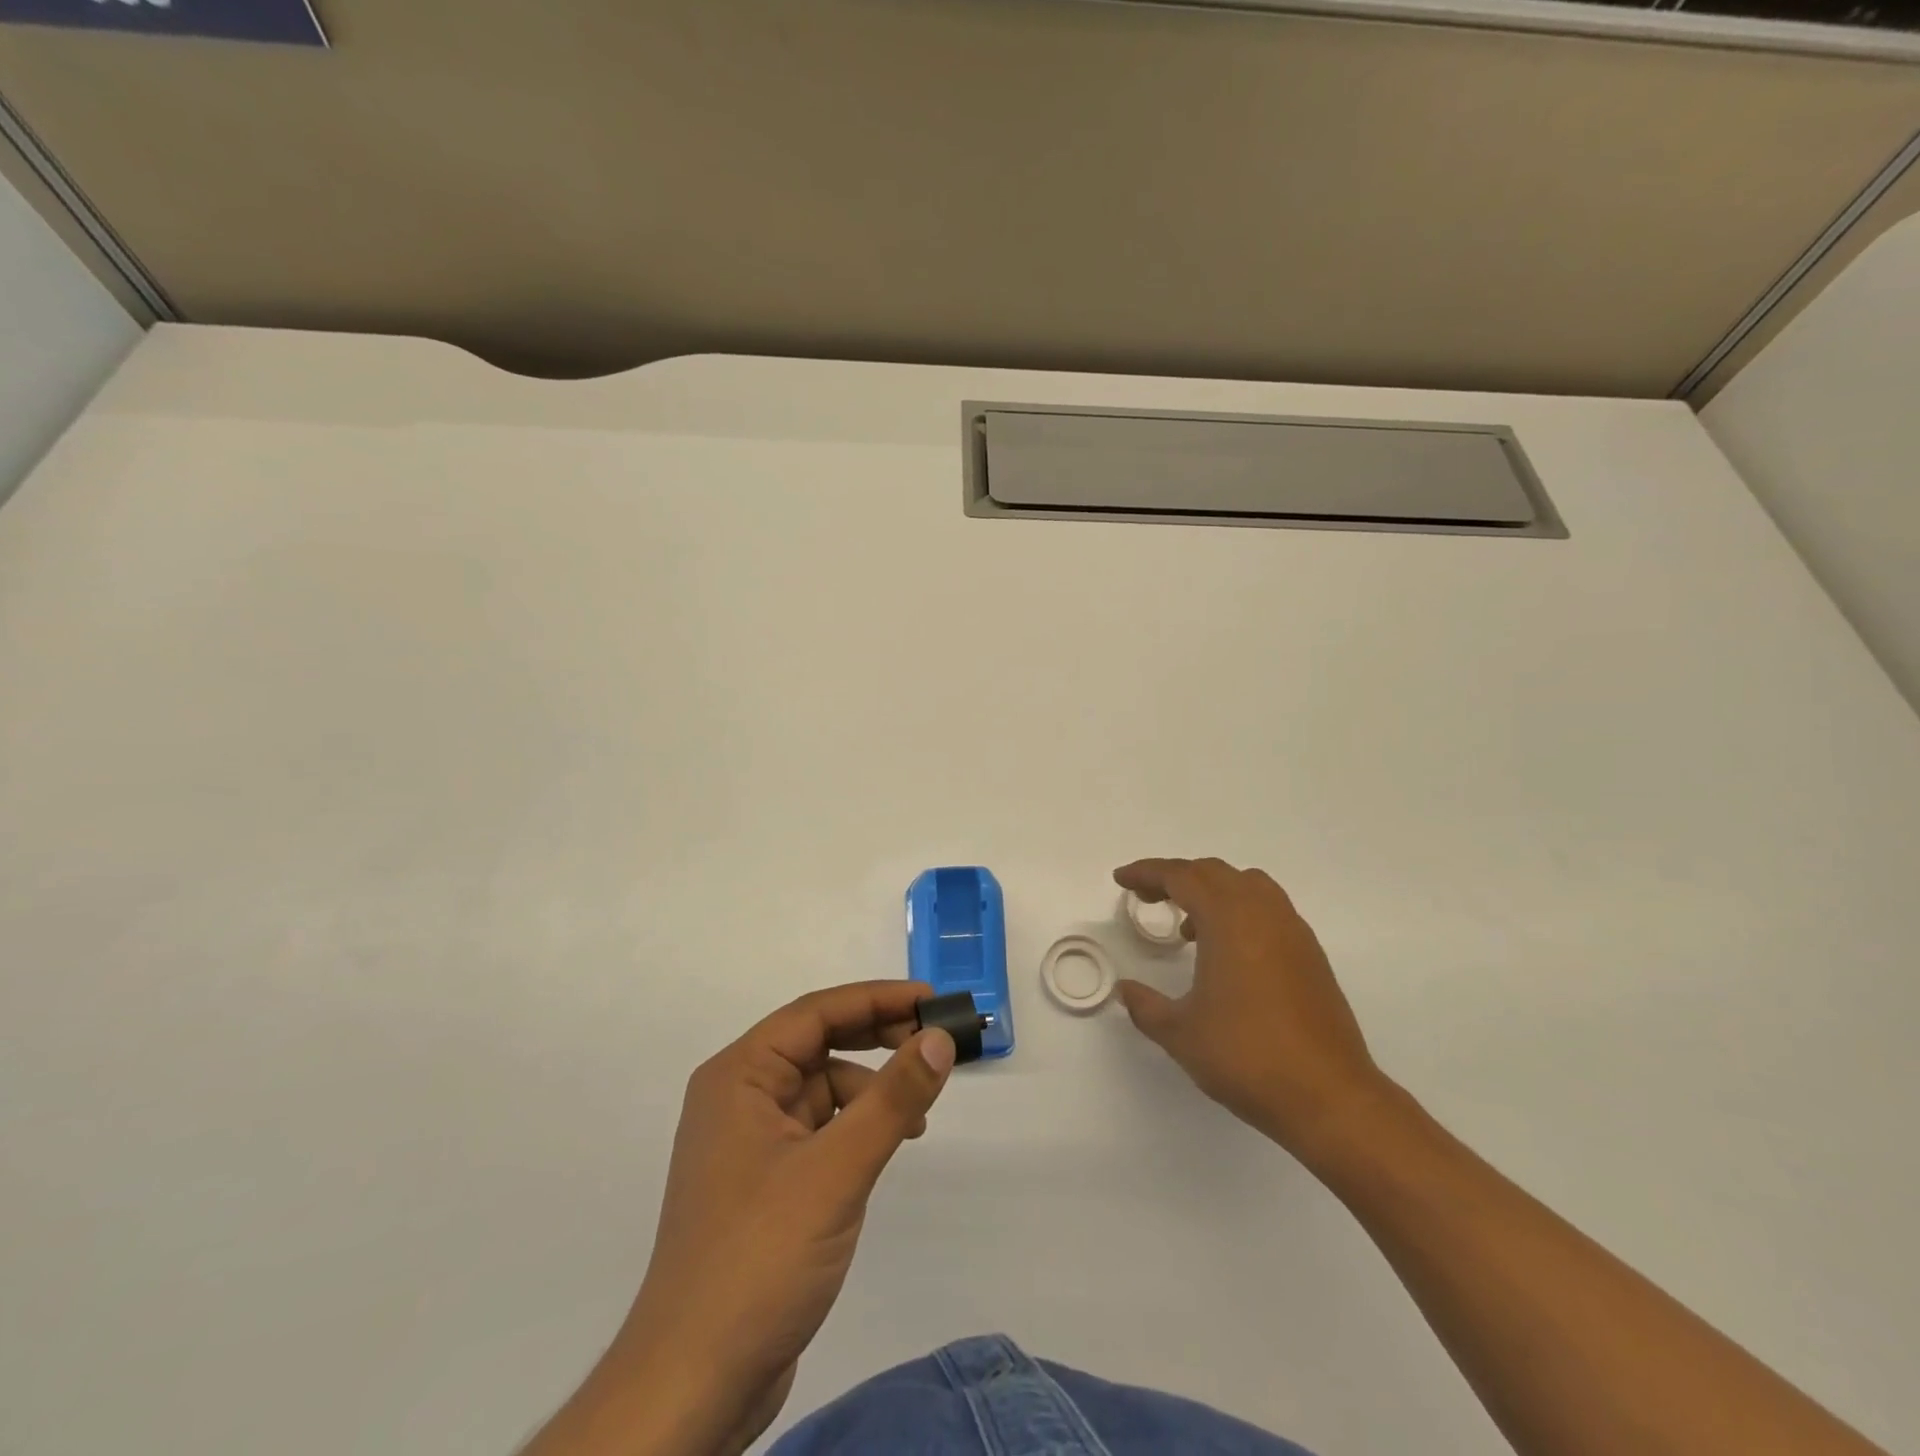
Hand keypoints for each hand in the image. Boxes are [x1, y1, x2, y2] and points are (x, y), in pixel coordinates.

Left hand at [526, 982, 955, 1455]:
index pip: (816, 1013)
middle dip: (877, 1037)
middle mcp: (738, 1096)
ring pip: (821, 1087)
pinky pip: (819, 1127)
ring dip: (870, 1088)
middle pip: (818, 1043)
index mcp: (738, 1076)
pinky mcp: (765, 1181)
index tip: (931, 1000)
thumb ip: (893, 1099)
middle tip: (934, 1042)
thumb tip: (939, 1038)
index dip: (876, 998)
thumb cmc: (760, 1258)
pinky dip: (855, 1126)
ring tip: (918, 1111)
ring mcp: (749, 1141)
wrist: (695, 1384)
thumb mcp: (837, 1170)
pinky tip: (885, 1146)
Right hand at [1114, 858, 1386, 1157]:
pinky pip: (1268, 909)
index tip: (1122, 879)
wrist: (1330, 1097)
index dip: (1147, 873)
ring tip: (1189, 925)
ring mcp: (1293, 932)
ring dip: (1212, 891)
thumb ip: (1146, 1006)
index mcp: (1229, 920)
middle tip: (1148, 897)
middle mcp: (1263, 914)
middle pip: (1214, 873)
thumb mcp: (1181, 1033)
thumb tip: (1127, 990)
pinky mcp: (1310, 955)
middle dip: (1177, 877)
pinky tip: (1227, 953)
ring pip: (1247, 885)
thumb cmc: (1247, 1057)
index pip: (1182, 877)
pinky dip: (1239, 912)